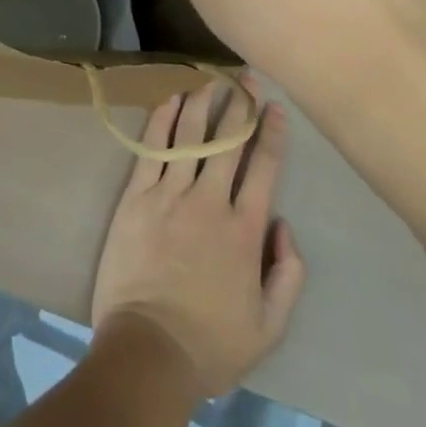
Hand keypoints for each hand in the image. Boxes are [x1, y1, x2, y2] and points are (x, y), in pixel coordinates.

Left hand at [90, 77, 306, 398]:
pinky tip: (171, 100)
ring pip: (190, 135)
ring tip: (210, 80)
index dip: (271, 134)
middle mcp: (210, 200)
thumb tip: (284, 225)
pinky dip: (163, 120)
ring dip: (203, 103)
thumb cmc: (211, 343)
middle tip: (245, 76)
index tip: (275, 108)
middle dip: (240, 104)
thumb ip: (288, 275)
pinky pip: (153, 147)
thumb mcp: (269, 327)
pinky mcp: (138, 195)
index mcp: (244, 229)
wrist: (149, 350)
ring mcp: (170, 193)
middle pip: (228, 141)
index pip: (263, 168)